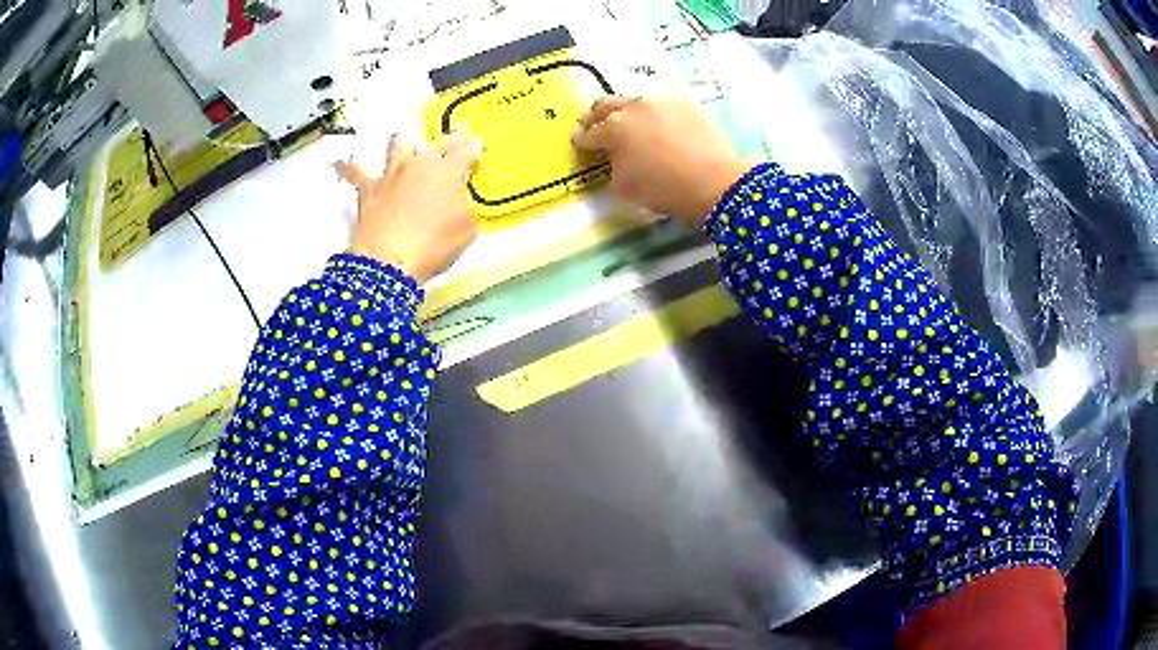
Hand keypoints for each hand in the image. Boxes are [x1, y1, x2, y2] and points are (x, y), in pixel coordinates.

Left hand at [335, 132, 481, 283]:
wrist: (390, 259)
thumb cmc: (435, 245)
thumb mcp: (467, 229)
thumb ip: (465, 207)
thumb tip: (458, 199)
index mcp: (449, 171)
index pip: (465, 152)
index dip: (472, 148)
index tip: (476, 144)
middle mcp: (421, 164)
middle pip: (438, 144)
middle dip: (450, 139)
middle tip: (456, 135)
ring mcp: (393, 174)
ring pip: (398, 145)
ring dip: (404, 142)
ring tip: (405, 141)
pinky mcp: (369, 188)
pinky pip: (355, 173)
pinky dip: (347, 167)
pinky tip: (338, 162)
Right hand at [572, 96, 755, 225]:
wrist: (715, 181)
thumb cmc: (664, 188)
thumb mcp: (625, 187)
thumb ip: (613, 167)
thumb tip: (615, 157)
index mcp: (614, 128)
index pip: (590, 133)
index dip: (581, 139)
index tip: (578, 142)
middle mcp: (634, 108)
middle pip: (606, 105)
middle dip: (595, 115)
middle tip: (591, 124)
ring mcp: (662, 103)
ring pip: (634, 101)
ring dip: (624, 110)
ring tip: (625, 121)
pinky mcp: (687, 106)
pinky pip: (660, 106)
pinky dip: (651, 114)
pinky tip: (656, 124)